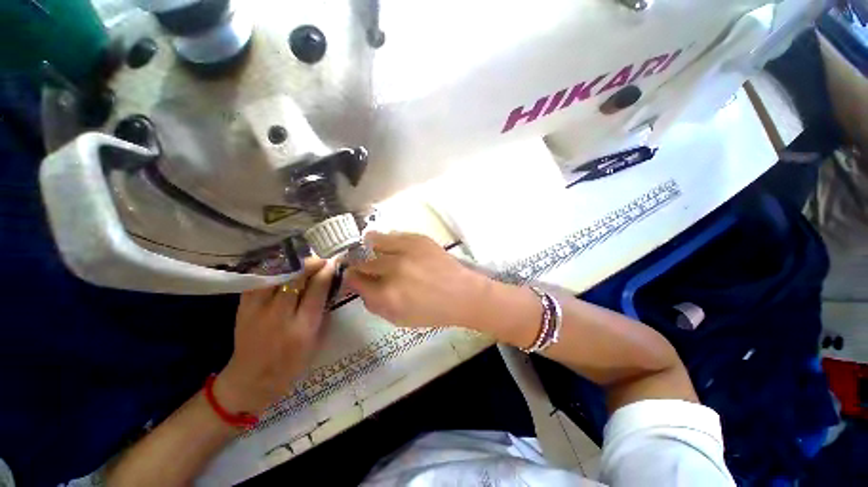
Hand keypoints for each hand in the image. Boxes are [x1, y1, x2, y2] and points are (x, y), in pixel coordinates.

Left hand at [214, 259, 334, 414]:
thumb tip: (330, 284)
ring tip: (302, 261)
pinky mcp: (243, 308)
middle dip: (310, 264)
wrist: (252, 379)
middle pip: (295, 278)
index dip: (326, 272)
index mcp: (303, 327)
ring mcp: (257, 311)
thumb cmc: (292, 363)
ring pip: (275, 276)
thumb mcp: (316, 340)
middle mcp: (279, 316)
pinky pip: (258, 281)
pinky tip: (281, 267)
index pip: (317, 290)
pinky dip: (271, 271)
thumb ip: (323, 311)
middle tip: (320, 260)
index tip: (333, 262)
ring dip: (291, 265)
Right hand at [345, 232, 490, 327]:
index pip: (354, 281)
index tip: (353, 277)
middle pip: (361, 261)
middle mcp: (393, 269)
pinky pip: (393, 234)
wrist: (462, 294)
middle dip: (359, 264)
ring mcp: (406, 250)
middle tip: (364, 266)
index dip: (351, 278)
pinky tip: (393, 246)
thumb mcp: (399, 319)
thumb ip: (375, 305)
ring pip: (373, 240)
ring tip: (375, 250)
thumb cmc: (432, 312)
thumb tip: (361, 288)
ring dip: (370, 247)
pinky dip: (389, 240)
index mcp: (387, 295)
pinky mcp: (418, 239)